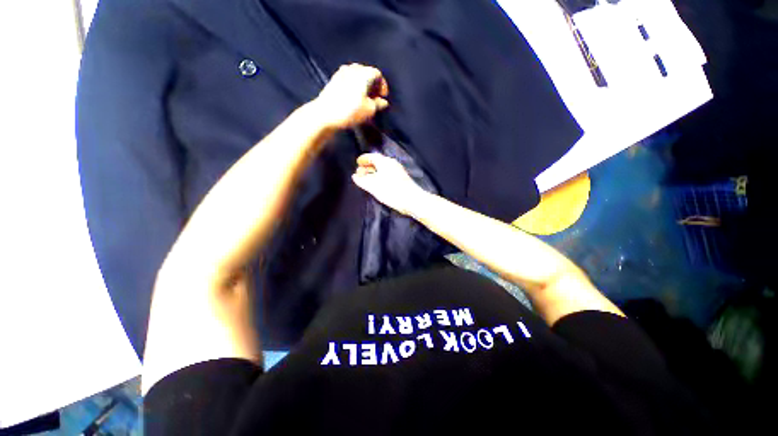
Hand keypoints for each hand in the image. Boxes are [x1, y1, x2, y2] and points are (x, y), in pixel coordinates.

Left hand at [314, 64, 388, 129]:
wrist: (325, 114)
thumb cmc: (350, 111)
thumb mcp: (369, 110)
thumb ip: (378, 104)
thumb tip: (383, 102)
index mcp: (363, 73)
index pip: (378, 74)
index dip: (383, 85)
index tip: (383, 97)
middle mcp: (352, 69)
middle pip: (367, 73)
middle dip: (373, 85)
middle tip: (375, 98)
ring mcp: (341, 73)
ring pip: (357, 76)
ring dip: (364, 86)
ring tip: (365, 99)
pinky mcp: (334, 80)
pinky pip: (349, 80)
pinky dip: (355, 87)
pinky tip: (355, 98)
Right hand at [351, 153, 427, 215]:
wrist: (412, 200)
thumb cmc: (392, 191)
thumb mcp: (374, 186)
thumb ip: (363, 181)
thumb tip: (355, 176)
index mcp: (385, 162)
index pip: (372, 157)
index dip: (364, 159)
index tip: (357, 162)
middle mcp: (392, 164)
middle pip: (378, 162)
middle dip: (368, 166)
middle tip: (360, 172)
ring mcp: (398, 171)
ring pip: (383, 168)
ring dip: (374, 172)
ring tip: (367, 179)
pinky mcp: (402, 179)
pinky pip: (387, 174)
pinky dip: (380, 176)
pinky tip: (378, 184)